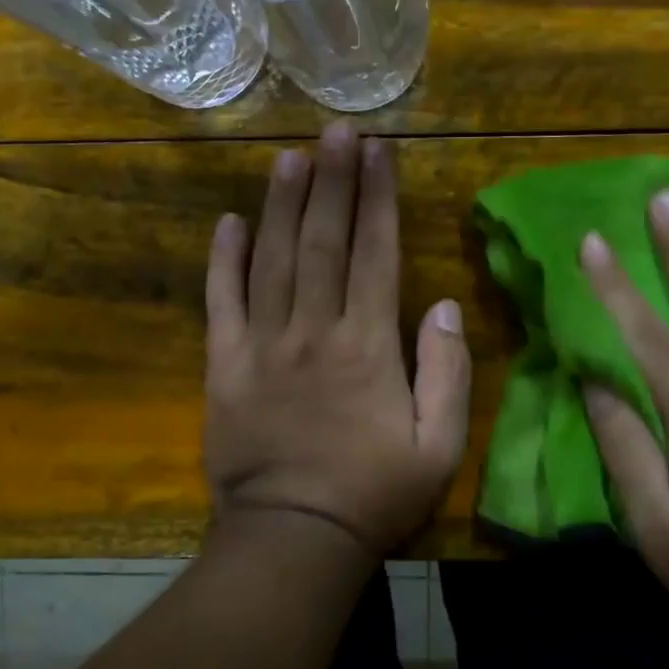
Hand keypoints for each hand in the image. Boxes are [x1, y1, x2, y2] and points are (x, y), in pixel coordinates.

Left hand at [203, 122, 471, 561]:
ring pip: (272, 259)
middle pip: (323, 241)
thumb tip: (444, 305)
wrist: (293, 537)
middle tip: (337, 131)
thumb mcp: (440, 445)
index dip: (379, 198)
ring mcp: (263, 344)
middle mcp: (314, 330)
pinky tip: (229, 222)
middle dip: (333, 181)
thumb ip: (447, 371)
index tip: (380, 151)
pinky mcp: (224, 365)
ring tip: (291, 156)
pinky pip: (221, 302)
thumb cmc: (374, 494)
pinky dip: (223, 260)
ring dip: (282, 203)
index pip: (375, 253)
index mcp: (368, 345)